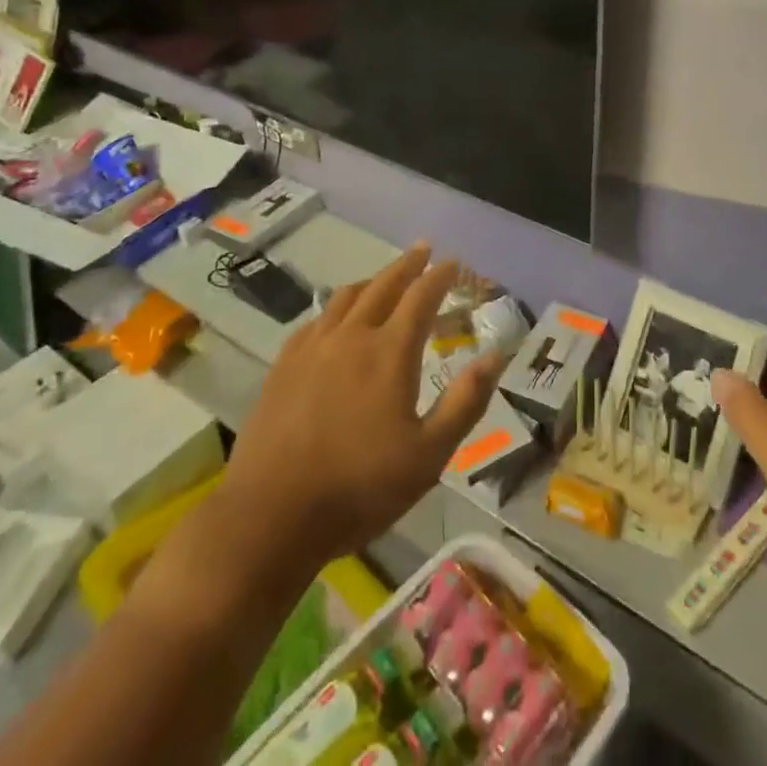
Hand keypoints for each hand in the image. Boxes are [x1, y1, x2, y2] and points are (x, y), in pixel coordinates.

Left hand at [217, 244, 503, 571]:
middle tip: (423, 249)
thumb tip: (496, 355)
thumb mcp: (429, 455)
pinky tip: (336, 320)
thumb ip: (465, 401)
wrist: (270, 516)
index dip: (440, 276)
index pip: (421, 297)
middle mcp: (352, 336)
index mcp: (390, 352)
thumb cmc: (359, 488)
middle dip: (407, 265)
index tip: (453, 262)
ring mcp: (312, 348)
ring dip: (372, 281)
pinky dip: (336, 308)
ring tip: (384, 279)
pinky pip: (316, 320)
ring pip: (346, 297)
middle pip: (383, 285)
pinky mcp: (284, 366)